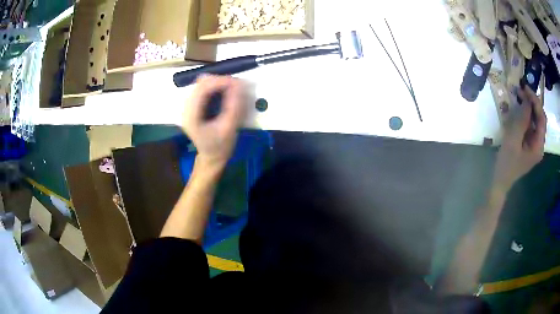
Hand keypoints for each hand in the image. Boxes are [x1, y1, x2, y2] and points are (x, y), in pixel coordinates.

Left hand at [182, 75, 246, 169]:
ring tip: (233, 89)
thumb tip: (239, 85)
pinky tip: (225, 93)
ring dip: (218, 83)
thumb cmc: (220, 146)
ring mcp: (188, 106)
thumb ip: (234, 106)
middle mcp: (186, 108)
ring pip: (202, 84)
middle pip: (201, 83)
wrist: (212, 157)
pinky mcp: (193, 105)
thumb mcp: (229, 128)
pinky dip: (216, 87)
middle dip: (220, 80)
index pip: (202, 89)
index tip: (238, 82)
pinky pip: (204, 89)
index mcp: (191, 116)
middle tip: (237, 86)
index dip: (220, 81)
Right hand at [493, 86, 546, 191]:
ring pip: (535, 120)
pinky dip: (526, 114)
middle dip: (532, 102)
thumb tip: (526, 101)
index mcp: (538, 146)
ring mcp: (534, 143)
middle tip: (521, 90)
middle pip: (540, 118)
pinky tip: (519, 108)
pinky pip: (530, 124)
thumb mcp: (513, 140)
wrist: (501, 181)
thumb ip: (522, 121)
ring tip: (519, 96)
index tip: (525, 88)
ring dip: (529, 107)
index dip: (535, 102)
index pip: (542, 119)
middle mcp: (539, 143)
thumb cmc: (507, 163)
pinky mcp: (529, 143)